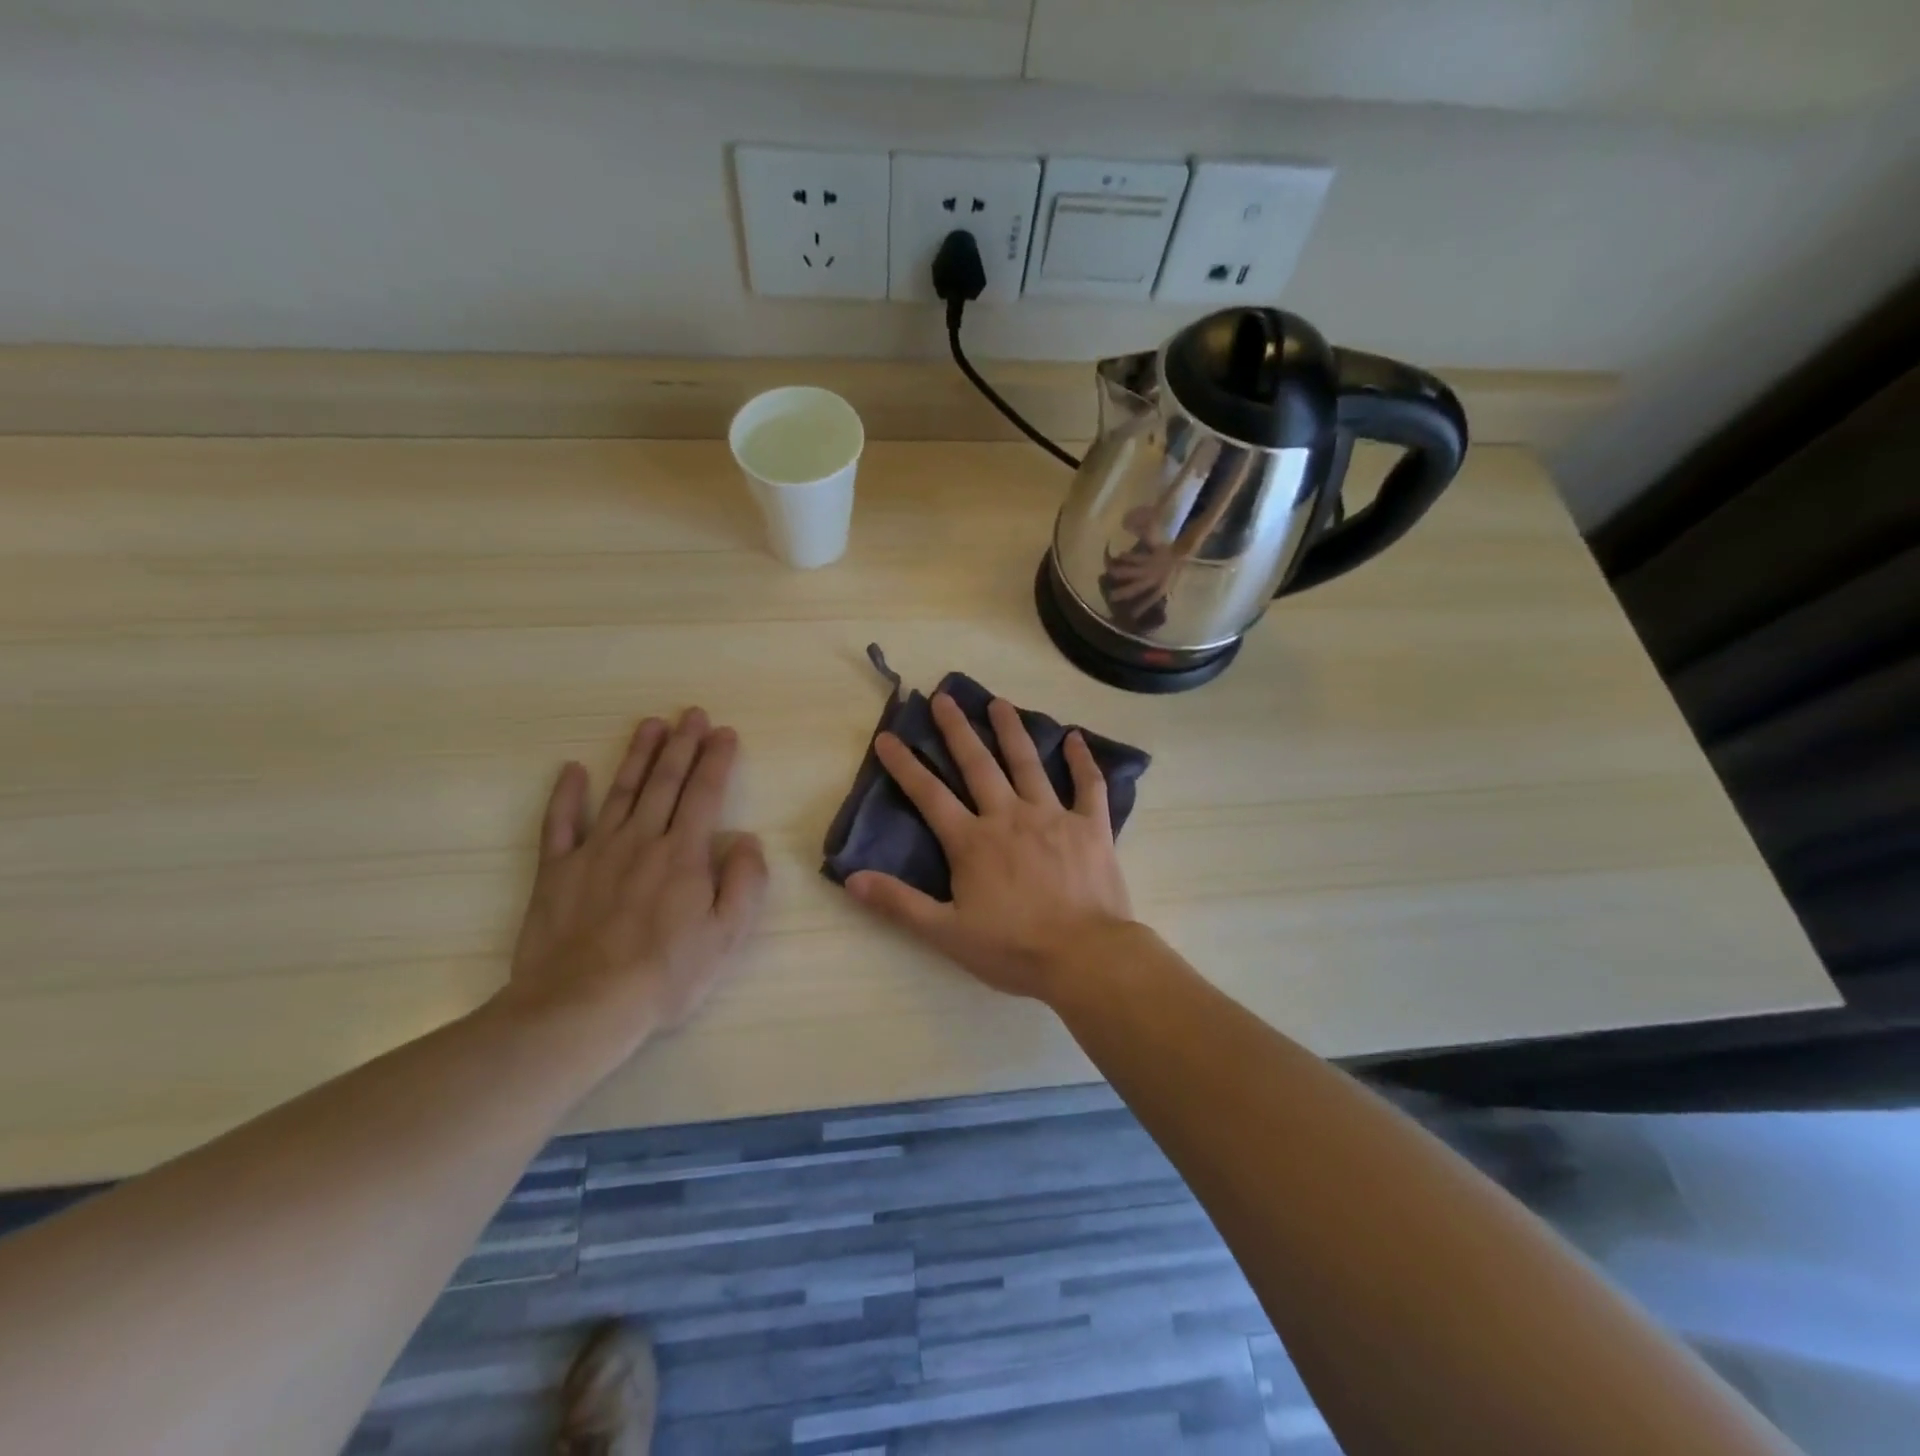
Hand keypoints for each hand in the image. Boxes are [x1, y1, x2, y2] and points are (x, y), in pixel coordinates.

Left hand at [501, 707, 768, 1047]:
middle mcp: (641, 839)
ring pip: (620, 791)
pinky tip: (572, 770)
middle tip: (691, 714)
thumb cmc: (665, 974)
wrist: (581, 1006)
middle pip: (664, 782)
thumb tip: (747, 840)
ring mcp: (594, 851)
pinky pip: (559, 824)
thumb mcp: (726, 935)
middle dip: (682, 744)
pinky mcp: (556, 871)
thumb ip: (745, 882)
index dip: (716, 759)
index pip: (705, 793)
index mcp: (684, 854)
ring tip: (650, 725)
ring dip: (638, 755)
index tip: (724, 732)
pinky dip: (565, 795)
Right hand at [846, 693, 1134, 1001]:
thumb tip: (851, 878)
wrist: (1085, 956)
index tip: (888, 736)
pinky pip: (1088, 785)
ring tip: (999, 702)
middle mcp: (1009, 816)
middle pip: (978, 765)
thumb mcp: (947, 933)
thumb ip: (899, 903)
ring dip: (1011, 730)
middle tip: (944, 697)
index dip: (905, 765)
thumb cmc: (1013, 948)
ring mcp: (1053, 816)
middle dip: (957, 729)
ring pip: (1028, 763)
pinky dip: (1082, 761)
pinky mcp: (1091, 826)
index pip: (929, 794)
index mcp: (972, 841)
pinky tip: (1076, 737)